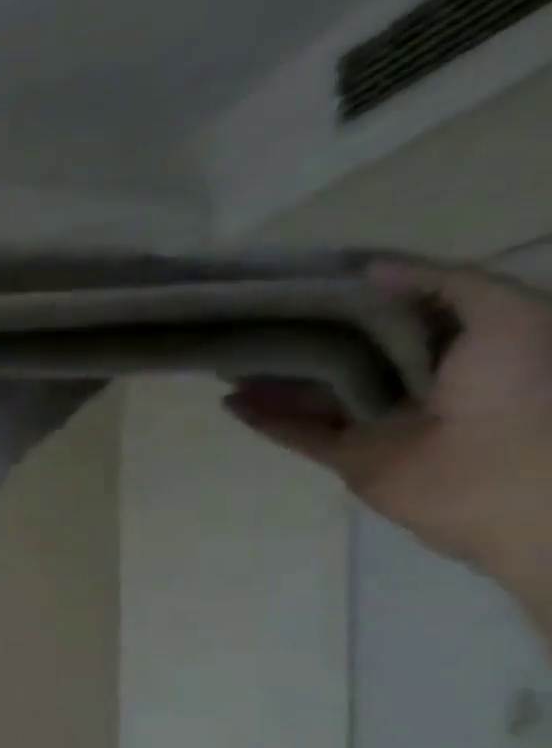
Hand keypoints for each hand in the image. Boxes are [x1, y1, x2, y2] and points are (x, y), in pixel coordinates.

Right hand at [226, 260, 551, 600]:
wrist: (508, 480)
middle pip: (346, 351)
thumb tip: (365, 267)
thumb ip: (444, 284)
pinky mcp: (348, 456)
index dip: (351, 292)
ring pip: (315, 392)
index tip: (303, 278)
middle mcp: (420, 378)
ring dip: (273, 378)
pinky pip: (298, 434)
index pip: (395, 310)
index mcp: (462, 342)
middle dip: (301, 336)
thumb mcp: (506, 314)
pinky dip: (263, 420)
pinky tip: (230, 403)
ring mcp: (379, 420)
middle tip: (252, 319)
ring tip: (227, 360)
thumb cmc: (520, 389)